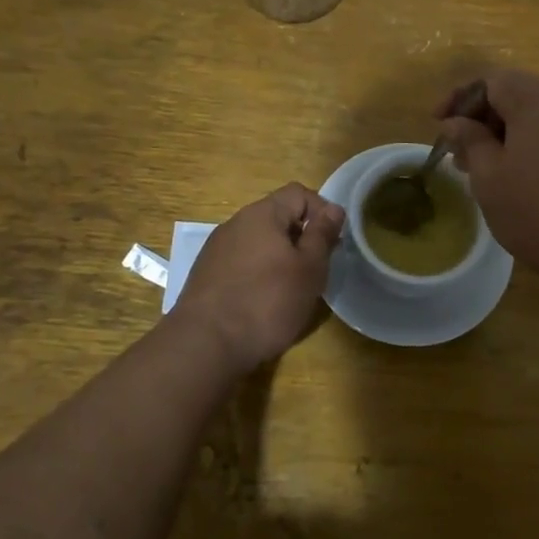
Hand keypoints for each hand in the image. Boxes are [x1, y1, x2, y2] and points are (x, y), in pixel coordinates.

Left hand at [169, 183, 344, 373]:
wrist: (205, 345)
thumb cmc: (267, 302)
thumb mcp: (309, 269)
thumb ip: (322, 235)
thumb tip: (333, 209)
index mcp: (261, 214)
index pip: (298, 193)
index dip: (322, 211)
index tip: (333, 242)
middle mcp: (235, 224)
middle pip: (277, 217)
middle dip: (301, 237)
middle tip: (316, 269)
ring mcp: (216, 250)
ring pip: (259, 242)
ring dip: (280, 257)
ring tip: (291, 289)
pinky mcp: (206, 275)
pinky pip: (241, 262)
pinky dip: (258, 274)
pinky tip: (263, 302)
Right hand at [435, 70, 538, 290]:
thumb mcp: (489, 179)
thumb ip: (470, 140)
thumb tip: (455, 121)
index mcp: (537, 98)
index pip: (491, 80)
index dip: (460, 98)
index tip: (439, 124)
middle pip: (518, 93)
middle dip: (485, 118)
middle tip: (462, 154)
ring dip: (511, 132)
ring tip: (492, 169)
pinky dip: (538, 142)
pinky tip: (528, 176)